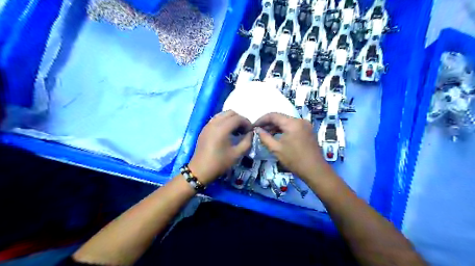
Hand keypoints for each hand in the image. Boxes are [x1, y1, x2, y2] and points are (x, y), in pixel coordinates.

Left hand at [189, 110, 251, 184]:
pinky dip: (224, 122)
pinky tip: (227, 133)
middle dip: (239, 119)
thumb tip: (251, 133)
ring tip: (236, 131)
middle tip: (244, 130)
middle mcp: (214, 123)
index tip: (250, 131)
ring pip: (223, 114)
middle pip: (230, 113)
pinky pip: (216, 119)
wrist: (200, 170)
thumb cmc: (219, 163)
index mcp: (222, 129)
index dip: (247, 122)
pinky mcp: (204, 129)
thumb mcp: (237, 154)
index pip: (238, 118)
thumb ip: (247, 141)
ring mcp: (208, 125)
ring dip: (231, 119)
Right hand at [256, 113, 332, 182]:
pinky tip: (277, 137)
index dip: (261, 120)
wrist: (315, 170)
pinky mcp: (308, 131)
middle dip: (268, 124)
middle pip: (280, 118)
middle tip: (258, 131)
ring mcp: (306, 125)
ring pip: (287, 122)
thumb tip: (257, 130)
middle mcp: (300, 120)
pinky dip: (284, 130)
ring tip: (266, 135)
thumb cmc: (295, 160)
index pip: (273, 115)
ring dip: (276, 127)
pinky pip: (293, 127)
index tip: (253, 126)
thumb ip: (265, 137)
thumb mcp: (276, 149)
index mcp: (292, 123)